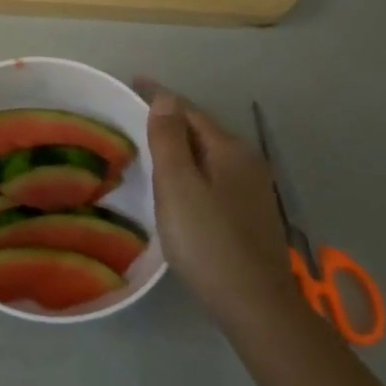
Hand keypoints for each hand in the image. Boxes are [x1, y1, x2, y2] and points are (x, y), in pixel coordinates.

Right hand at [135, 79, 295, 325]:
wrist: (254, 303)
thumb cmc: (207, 240)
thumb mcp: (178, 186)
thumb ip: (169, 139)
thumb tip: (166, 99)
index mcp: (230, 150)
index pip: (188, 110)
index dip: (159, 96)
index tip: (131, 82)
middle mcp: (247, 162)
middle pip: (201, 130)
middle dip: (169, 120)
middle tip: (133, 116)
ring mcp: (253, 189)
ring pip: (208, 154)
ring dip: (180, 146)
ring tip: (149, 147)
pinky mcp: (250, 213)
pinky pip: (214, 175)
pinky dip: (192, 168)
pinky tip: (177, 185)